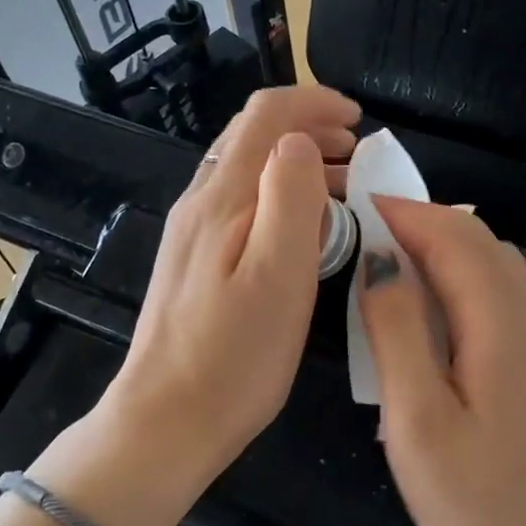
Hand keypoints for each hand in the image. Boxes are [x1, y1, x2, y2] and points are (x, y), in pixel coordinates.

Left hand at [99, 85, 359, 477]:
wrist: (165, 423)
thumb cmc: (233, 358)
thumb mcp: (278, 276)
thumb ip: (290, 198)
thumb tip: (299, 140)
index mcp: (222, 199)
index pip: (265, 115)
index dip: (314, 102)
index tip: (359, 121)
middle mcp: (200, 203)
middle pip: (252, 136)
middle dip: (309, 128)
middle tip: (359, 156)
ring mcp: (192, 233)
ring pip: (246, 170)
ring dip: (297, 163)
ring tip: (345, 188)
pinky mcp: (194, 262)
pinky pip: (240, 204)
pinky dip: (279, 195)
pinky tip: (304, 230)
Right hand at [359, 198, 525, 525]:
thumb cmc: (478, 506)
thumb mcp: (417, 420)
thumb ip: (398, 331)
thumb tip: (380, 262)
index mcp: (502, 323)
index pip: (453, 236)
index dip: (402, 212)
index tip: (350, 204)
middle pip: (478, 241)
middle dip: (420, 221)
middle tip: (360, 230)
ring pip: (491, 266)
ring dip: (440, 248)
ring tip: (384, 260)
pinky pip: (497, 297)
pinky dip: (457, 279)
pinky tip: (426, 309)